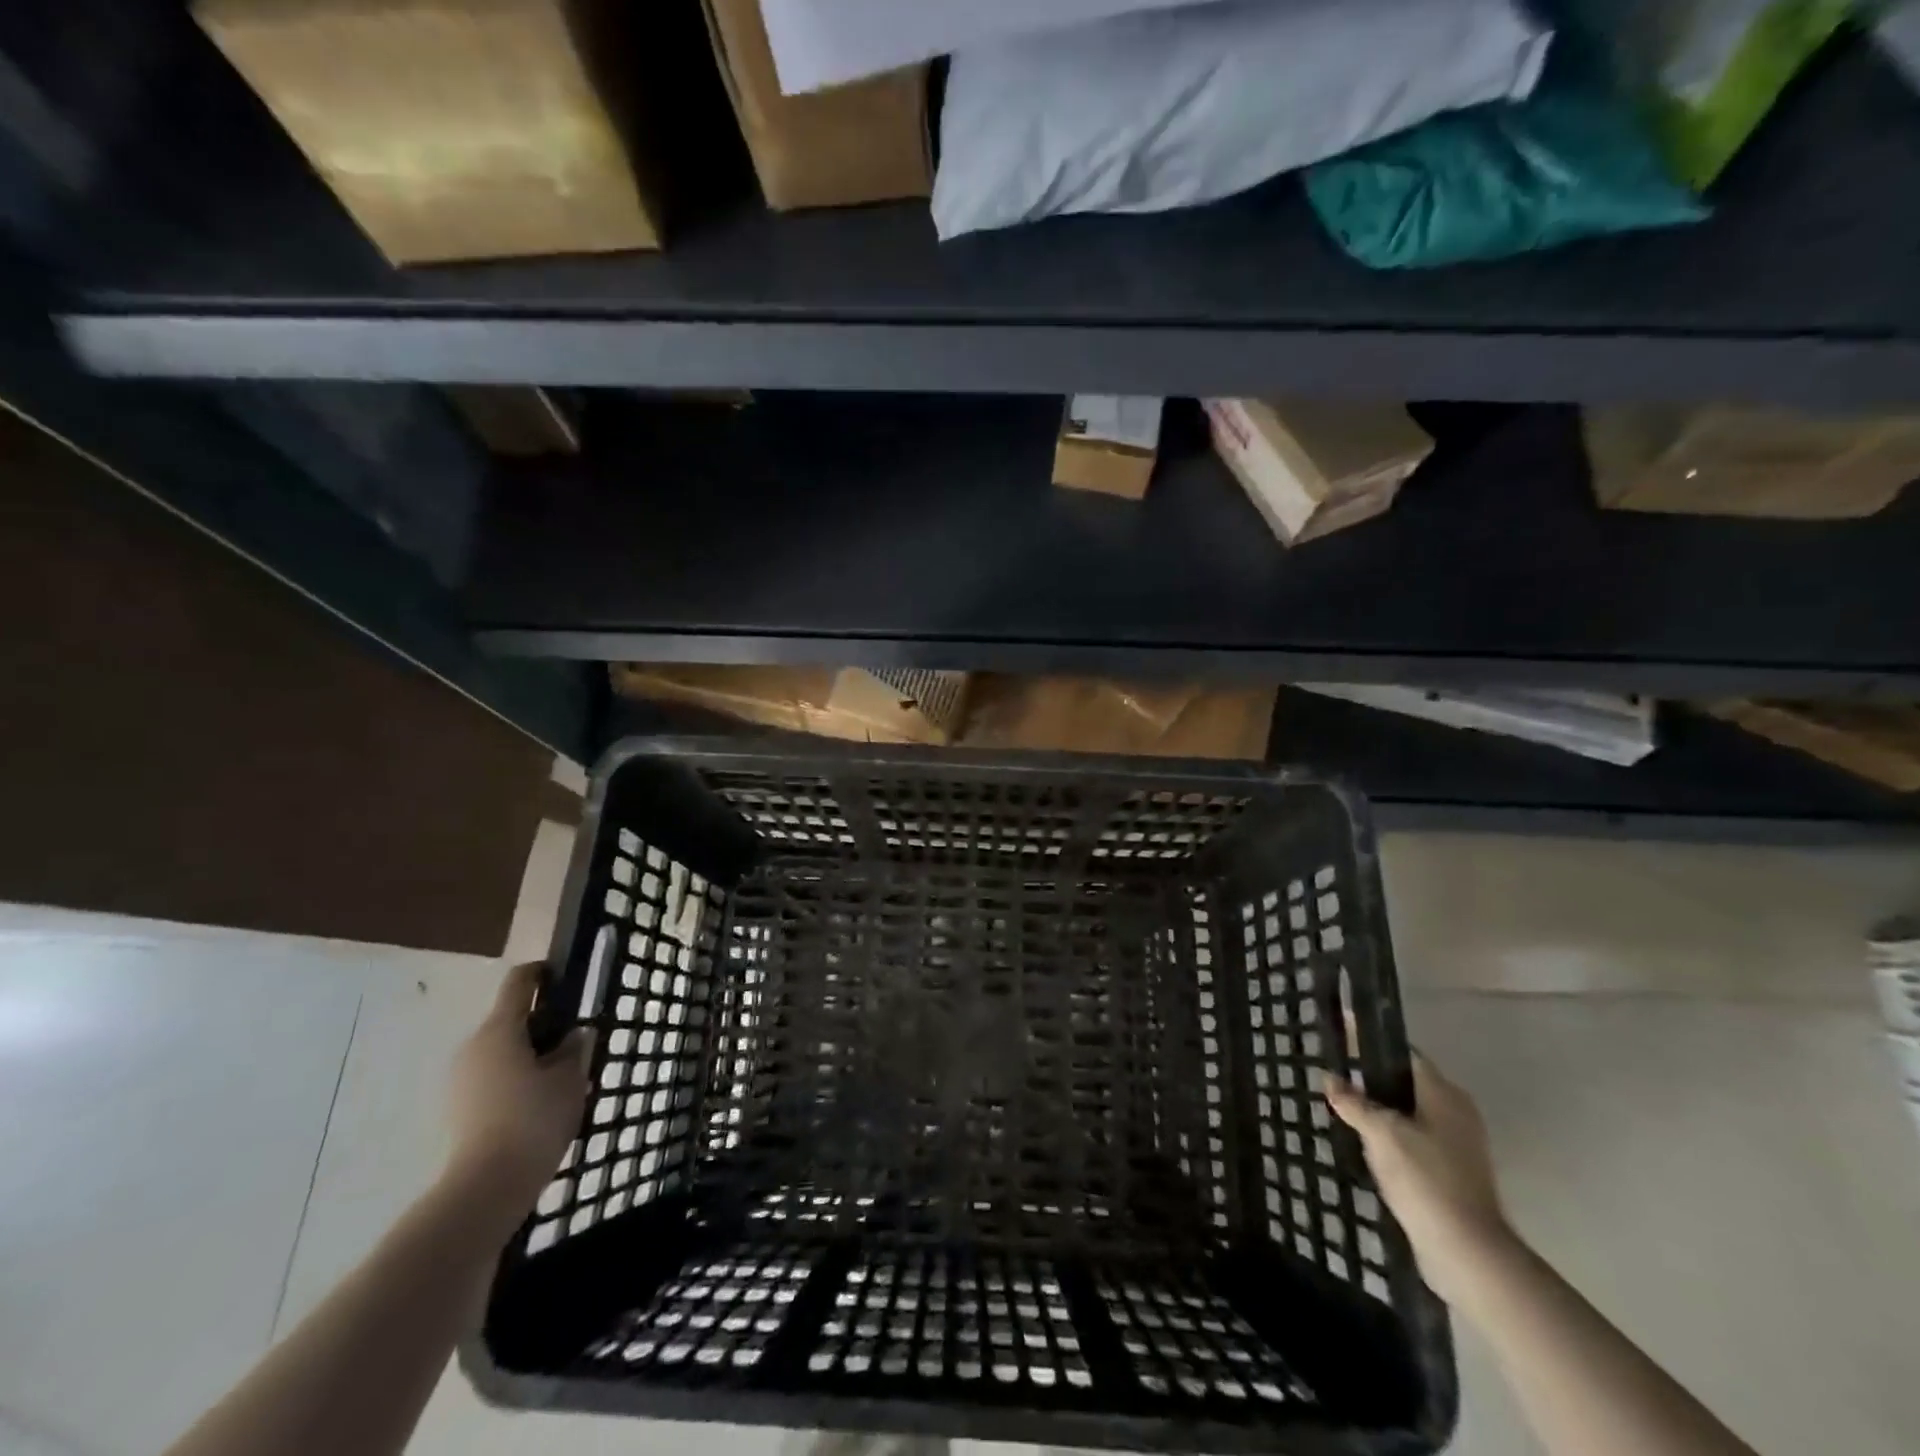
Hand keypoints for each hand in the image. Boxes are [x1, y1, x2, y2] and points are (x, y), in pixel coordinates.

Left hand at [446, 963, 592, 1220]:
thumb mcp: (570, 1078)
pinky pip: (493, 1078)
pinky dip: (516, 1080)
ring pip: (503, 1052)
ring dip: (531, 1056)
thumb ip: (575, 1048)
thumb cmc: (533, 1119)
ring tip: (562, 1079)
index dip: (542, 973)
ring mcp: (460, 1079)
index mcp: (500, 1029)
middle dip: (544, 1026)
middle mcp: (474, 1046)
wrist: (486, 1187)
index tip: (564, 978)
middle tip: (576, 1044)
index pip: (519, 983)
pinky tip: (541, 1104)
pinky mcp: (458, 1108)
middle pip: (511, 1020)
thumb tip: (576, 1034)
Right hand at [1325, 1052, 1516, 1304]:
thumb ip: (1354, 1102)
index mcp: (1443, 1093)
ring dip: (1380, 1108)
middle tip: (1335, 1070)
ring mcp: (1457, 1144)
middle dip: (1371, 1076)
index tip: (1342, 1031)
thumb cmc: (1425, 1179)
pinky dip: (1390, 1134)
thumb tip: (1330, 1078)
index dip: (1370, 1041)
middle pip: (1406, 1081)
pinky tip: (1364, 1141)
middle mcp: (1455, 1112)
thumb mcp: (1380, 1133)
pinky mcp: (1451, 1172)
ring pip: (1410, 1112)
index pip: (1403, 1053)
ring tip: (1343, 1105)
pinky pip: (1414, 1138)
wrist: (1466, 1251)